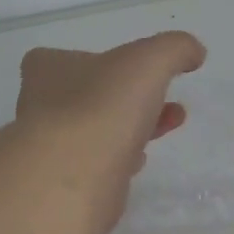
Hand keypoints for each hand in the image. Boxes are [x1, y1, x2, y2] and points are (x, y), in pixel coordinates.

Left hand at [16, 32, 206, 209]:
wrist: (74, 181)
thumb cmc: (102, 108)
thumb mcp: (149, 61)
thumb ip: (174, 49)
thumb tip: (193, 52)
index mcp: (46, 70)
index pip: (65, 58)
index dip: (102, 61)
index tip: (137, 71)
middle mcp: (40, 107)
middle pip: (89, 96)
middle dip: (130, 97)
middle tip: (167, 101)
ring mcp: (50, 149)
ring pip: (95, 131)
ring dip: (131, 127)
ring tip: (169, 126)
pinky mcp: (65, 185)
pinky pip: (96, 166)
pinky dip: (120, 161)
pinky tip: (139, 162)